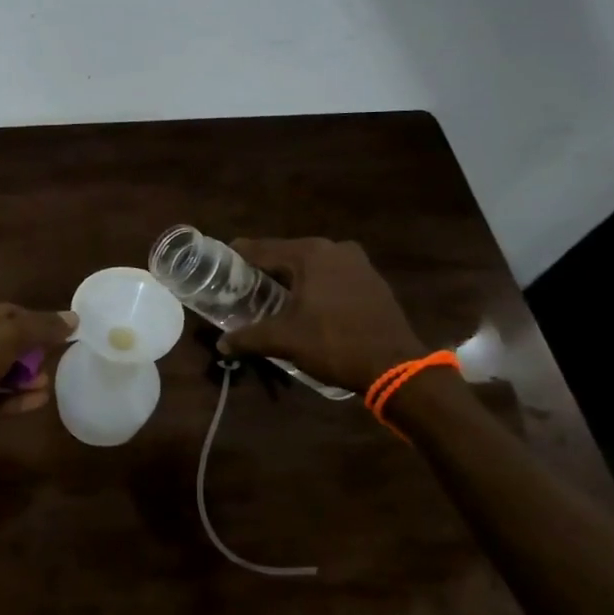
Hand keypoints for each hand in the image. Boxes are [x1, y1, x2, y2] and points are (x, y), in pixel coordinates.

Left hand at [0, 302, 76, 434]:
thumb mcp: (9, 335)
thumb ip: (42, 327)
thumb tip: (74, 318)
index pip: (3, 311)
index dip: (31, 320)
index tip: (55, 332)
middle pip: (2, 342)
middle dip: (29, 353)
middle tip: (50, 359)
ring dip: (24, 377)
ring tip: (46, 383)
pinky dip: (16, 397)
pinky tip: (39, 400)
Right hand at [217, 238, 427, 392]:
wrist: (395, 366)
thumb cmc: (333, 344)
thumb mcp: (284, 340)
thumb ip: (248, 338)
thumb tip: (221, 345)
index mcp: (310, 253)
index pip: (262, 249)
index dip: (238, 257)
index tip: (219, 265)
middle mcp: (334, 248)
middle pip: (287, 255)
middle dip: (265, 270)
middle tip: (242, 287)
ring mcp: (358, 262)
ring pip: (312, 266)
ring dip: (292, 279)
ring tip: (271, 297)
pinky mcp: (372, 280)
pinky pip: (333, 276)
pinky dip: (316, 286)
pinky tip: (307, 305)